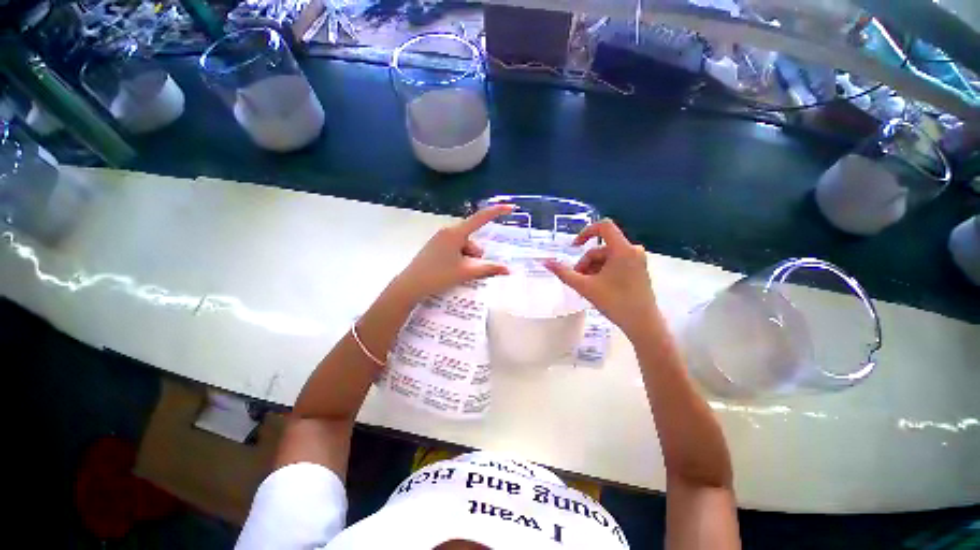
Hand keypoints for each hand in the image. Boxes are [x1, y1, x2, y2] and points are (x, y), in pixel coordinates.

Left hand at [392, 205, 514, 301]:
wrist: (410, 285)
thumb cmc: (438, 276)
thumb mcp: (466, 272)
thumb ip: (489, 269)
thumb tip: (508, 269)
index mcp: (455, 233)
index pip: (480, 218)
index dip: (496, 212)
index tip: (510, 207)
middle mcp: (448, 231)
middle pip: (473, 239)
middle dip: (475, 254)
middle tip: (467, 269)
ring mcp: (441, 238)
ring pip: (465, 246)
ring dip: (467, 259)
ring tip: (457, 272)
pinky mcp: (436, 246)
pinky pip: (456, 248)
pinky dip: (459, 258)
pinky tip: (451, 270)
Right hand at [544, 219, 660, 338]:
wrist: (643, 324)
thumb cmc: (615, 303)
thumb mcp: (585, 287)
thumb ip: (564, 273)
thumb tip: (545, 262)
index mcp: (622, 249)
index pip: (603, 226)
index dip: (585, 232)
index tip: (574, 247)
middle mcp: (633, 250)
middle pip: (601, 249)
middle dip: (586, 263)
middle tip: (578, 281)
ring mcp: (637, 260)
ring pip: (607, 258)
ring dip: (593, 270)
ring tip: (588, 288)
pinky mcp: (639, 270)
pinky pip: (616, 264)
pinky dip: (603, 272)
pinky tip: (599, 288)